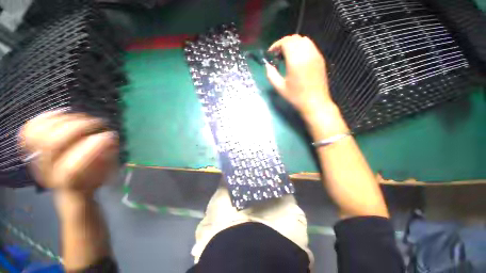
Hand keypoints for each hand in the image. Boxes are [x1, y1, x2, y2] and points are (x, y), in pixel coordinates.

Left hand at [19, 110, 118, 197]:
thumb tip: (109, 138)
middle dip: (79, 127)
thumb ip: (108, 156)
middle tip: (96, 122)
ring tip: (81, 118)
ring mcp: (37, 157)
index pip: (72, 167)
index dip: (92, 147)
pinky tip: (60, 115)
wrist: (69, 183)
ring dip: (65, 119)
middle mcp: (47, 170)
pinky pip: (30, 128)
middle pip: (53, 143)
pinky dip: (45, 117)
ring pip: (40, 132)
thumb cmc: (91, 178)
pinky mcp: (32, 146)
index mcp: (67, 181)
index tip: (110, 135)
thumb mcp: (106, 172)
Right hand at [265, 35, 333, 118]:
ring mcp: (316, 54)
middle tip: (277, 55)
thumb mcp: (280, 88)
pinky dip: (301, 47)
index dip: (276, 45)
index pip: (286, 42)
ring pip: (303, 40)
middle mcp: (307, 53)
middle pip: (294, 38)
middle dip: (283, 43)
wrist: (315, 103)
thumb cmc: (296, 97)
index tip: (270, 53)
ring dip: (293, 44)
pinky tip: (297, 59)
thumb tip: (267, 66)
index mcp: (296, 60)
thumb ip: (271, 75)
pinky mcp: (320, 58)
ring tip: (287, 56)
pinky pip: (310, 46)